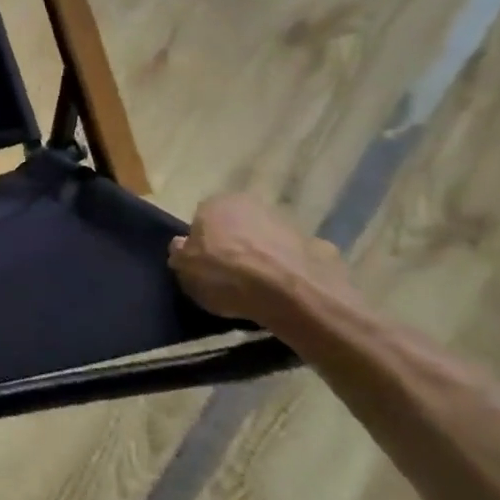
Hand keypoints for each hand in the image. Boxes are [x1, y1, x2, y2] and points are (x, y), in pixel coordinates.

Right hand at [169, 193, 354, 325]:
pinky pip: (297, 261)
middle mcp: (253, 205)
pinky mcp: (320, 249)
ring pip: (268, 241)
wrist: (292, 296)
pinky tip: (289, 295)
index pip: (202, 219)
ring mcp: (290, 225)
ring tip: (261, 291)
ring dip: (265, 258)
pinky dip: (292, 272)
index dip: (203, 243)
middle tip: (231, 277)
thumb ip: (179, 254)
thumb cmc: (227, 276)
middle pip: (237, 226)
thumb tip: (182, 245)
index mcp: (217, 203)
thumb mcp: (184, 270)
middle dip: (235, 246)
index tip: (204, 266)